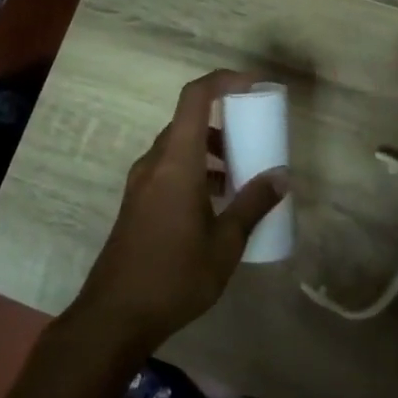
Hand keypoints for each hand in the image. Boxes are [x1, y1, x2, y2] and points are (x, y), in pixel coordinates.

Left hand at [74, 69, 287, 353]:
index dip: (224, 81)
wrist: (115, 316)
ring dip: (210, 152)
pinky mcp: (136, 203)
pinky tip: (215, 205)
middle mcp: (154, 163)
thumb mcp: (226, 243)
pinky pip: (169, 170)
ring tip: (239, 178)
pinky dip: (195, 172)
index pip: (195, 97)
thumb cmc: (175, 275)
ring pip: (179, 148)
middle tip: (255, 140)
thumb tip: (282, 177)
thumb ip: (253, 205)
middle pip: (188, 122)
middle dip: (224, 123)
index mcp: (176, 162)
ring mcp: (141, 183)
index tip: (253, 87)